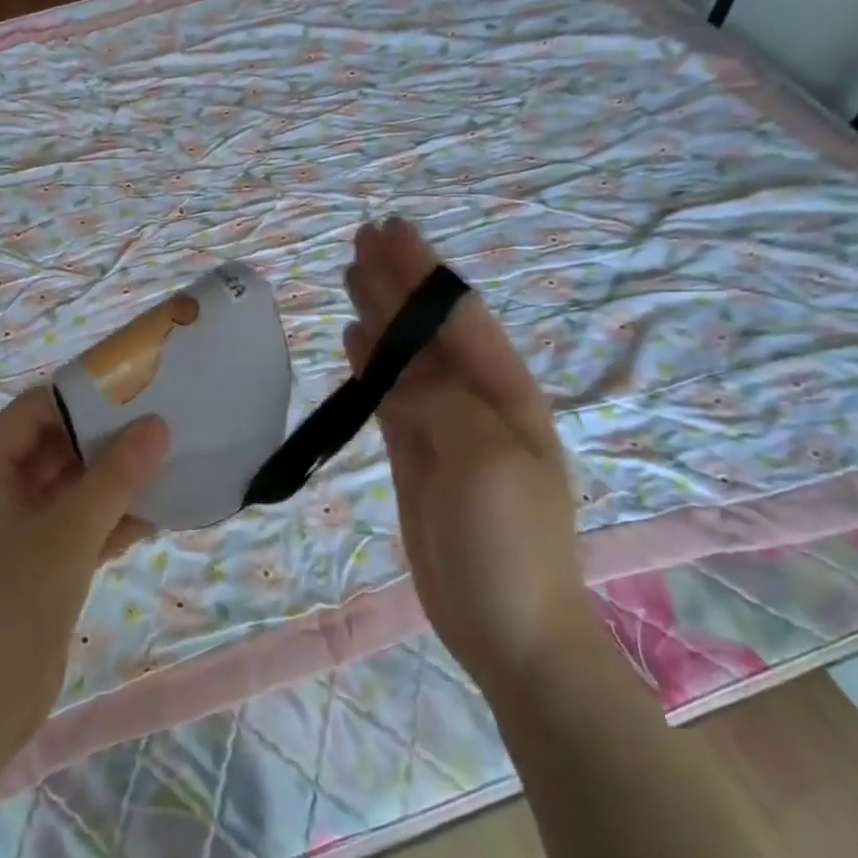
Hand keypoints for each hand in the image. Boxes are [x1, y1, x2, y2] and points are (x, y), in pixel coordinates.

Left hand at [0, 389, 168, 756]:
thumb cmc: (13, 604)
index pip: (32, 412)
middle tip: (161, 425)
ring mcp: (14, 529)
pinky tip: (158, 513)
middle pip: (53, 447)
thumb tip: (157, 426)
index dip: (81, 398)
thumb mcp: (69, 533)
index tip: (134, 391)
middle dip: (105, 440)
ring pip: (69, 487)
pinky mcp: (36, 562)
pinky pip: (76, 524)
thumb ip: (115, 477)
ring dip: (114, 481)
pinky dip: (110, 519)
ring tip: (169, 463)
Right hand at [343, 217, 585, 685]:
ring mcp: (443, 429)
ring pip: (404, 357)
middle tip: (360, 239)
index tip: (390, 230)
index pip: (457, 316)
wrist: (508, 627)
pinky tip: (352, 339)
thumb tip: (396, 365)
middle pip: (427, 329)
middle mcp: (476, 400)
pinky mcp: (415, 456)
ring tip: (350, 275)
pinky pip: (388, 396)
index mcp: (506, 393)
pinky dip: (369, 365)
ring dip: (379, 316)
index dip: (424, 272)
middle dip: (397, 282)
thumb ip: (440, 401)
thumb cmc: (508, 541)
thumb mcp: (483, 460)